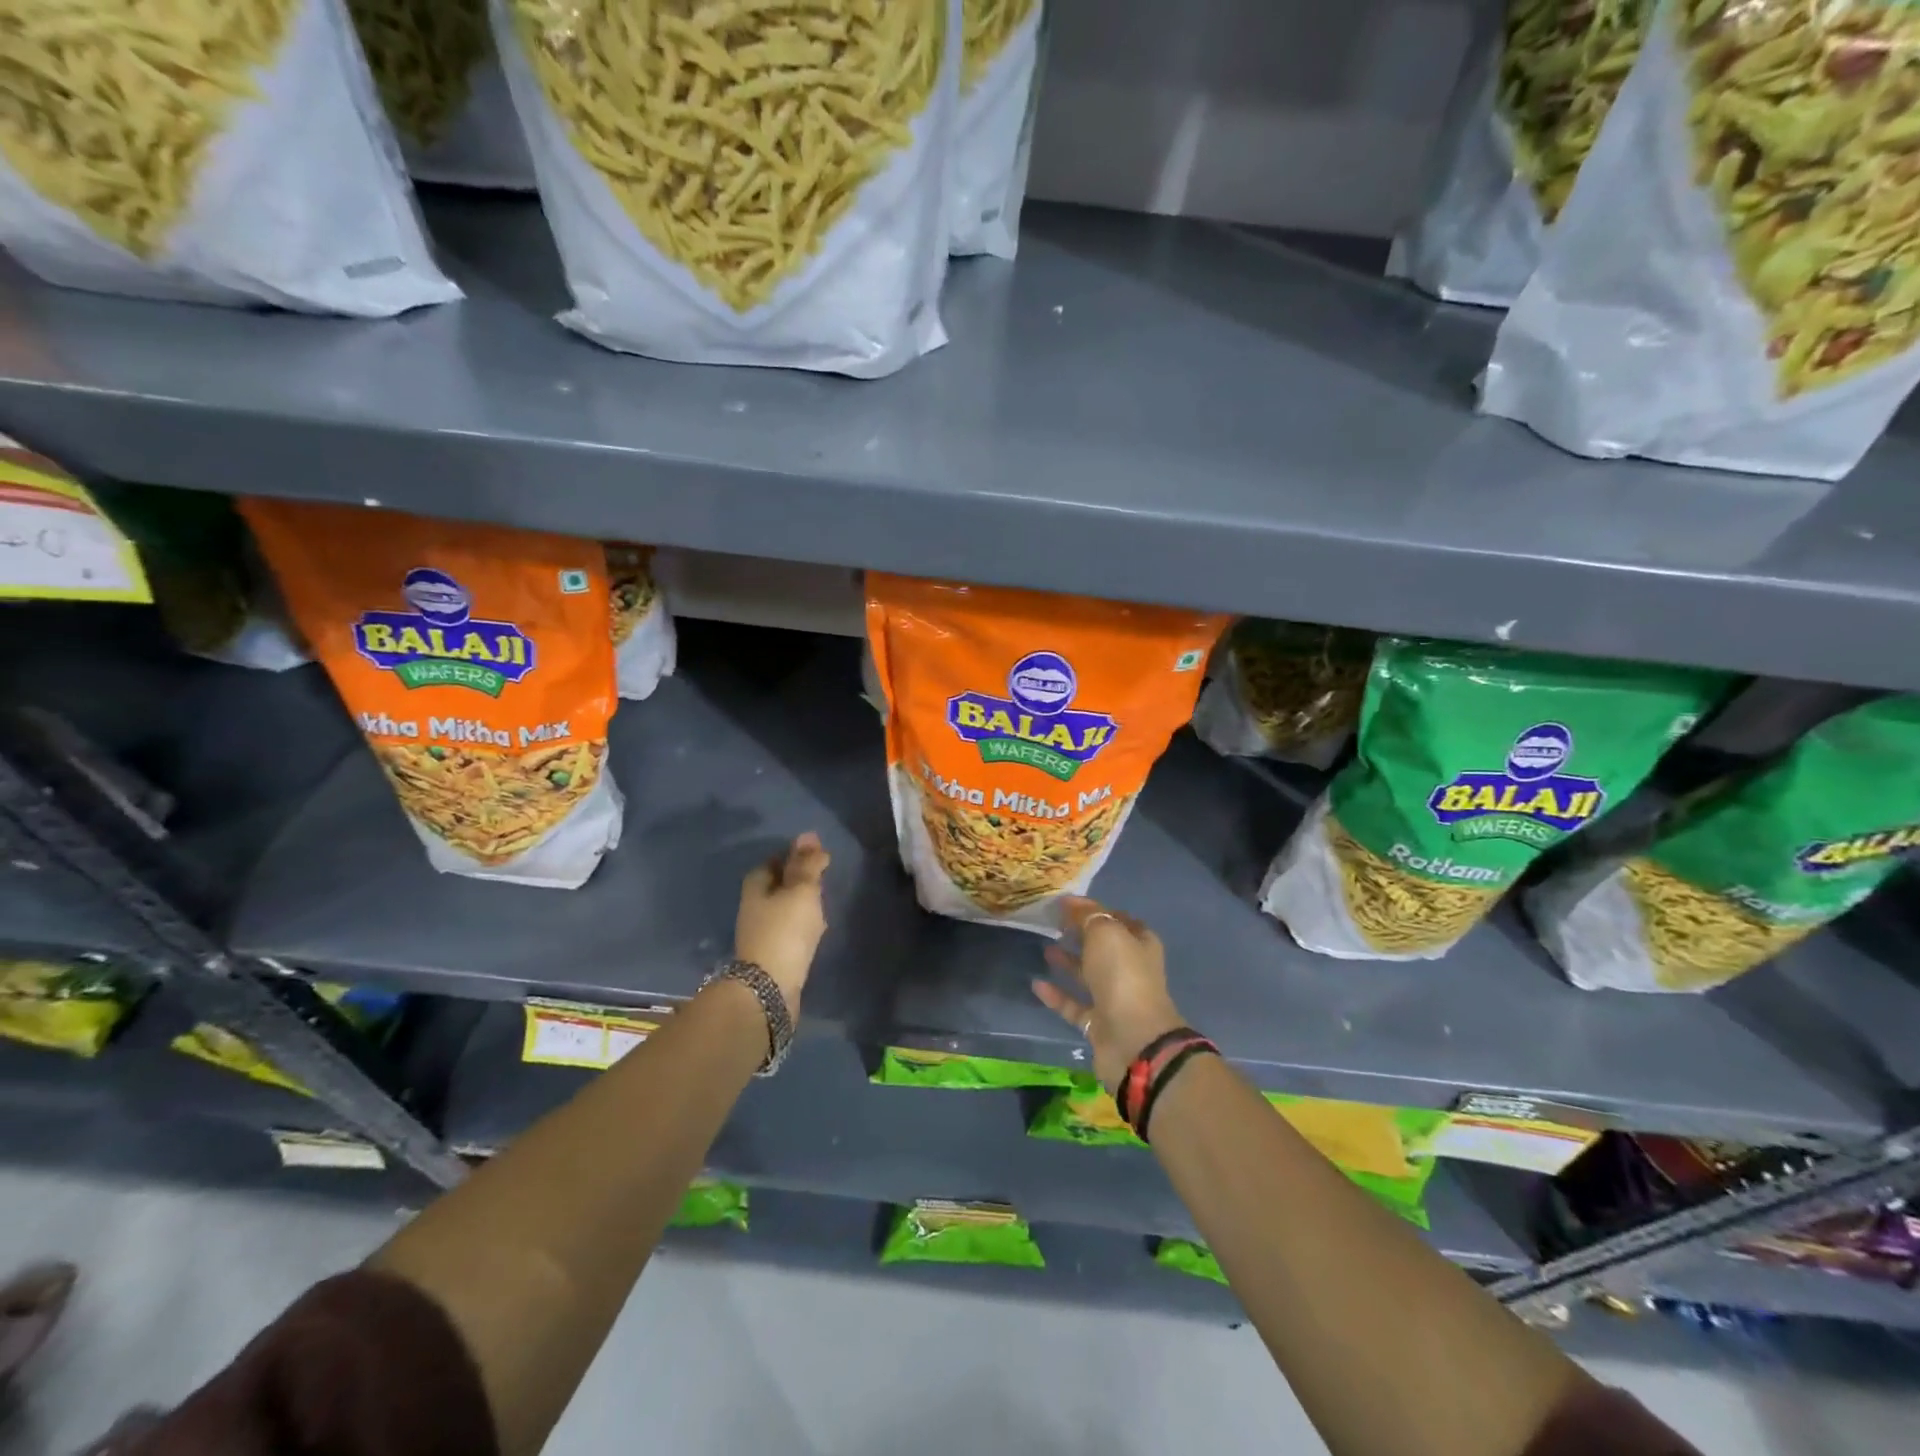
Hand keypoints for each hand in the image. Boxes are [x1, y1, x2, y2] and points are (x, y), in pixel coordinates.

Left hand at [734, 832, 830, 1017]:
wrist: (770, 989)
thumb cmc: (785, 930)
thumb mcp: (801, 890)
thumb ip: (806, 863)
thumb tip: (808, 835)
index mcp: (756, 886)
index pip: (773, 862)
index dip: (793, 856)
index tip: (816, 856)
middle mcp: (754, 907)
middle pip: (777, 886)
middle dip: (798, 880)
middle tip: (823, 877)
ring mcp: (761, 933)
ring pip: (784, 909)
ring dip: (802, 904)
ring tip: (824, 903)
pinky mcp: (772, 955)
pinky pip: (789, 931)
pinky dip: (803, 926)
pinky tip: (817, 930)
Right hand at [1031, 896, 1185, 1090]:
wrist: (1132, 1040)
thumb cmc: (1123, 975)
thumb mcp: (1106, 933)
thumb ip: (1088, 916)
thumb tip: (1070, 903)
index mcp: (1140, 943)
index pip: (1117, 919)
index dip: (1094, 909)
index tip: (1065, 903)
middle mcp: (1130, 969)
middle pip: (1102, 947)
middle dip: (1080, 934)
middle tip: (1052, 923)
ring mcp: (1114, 998)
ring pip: (1087, 975)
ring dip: (1068, 962)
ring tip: (1043, 947)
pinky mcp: (1097, 1024)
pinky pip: (1073, 1004)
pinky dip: (1056, 994)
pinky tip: (1036, 983)